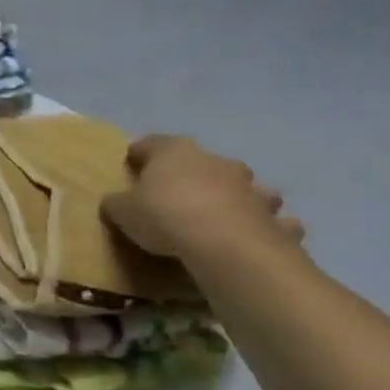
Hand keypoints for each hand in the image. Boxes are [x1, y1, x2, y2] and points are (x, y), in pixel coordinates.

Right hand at [100, 135, 304, 262]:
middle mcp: (215, 161)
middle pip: (201, 161)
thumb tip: (115, 201)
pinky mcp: (274, 218)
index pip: (151, 144)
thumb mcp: (122, 211)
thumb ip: (117, 203)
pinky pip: (273, 220)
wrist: (224, 245)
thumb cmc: (164, 216)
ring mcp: (251, 187)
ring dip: (238, 195)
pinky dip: (269, 225)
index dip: (139, 154)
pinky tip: (260, 235)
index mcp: (174, 152)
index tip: (131, 164)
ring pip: (245, 185)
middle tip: (178, 193)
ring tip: (226, 213)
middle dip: (193, 173)